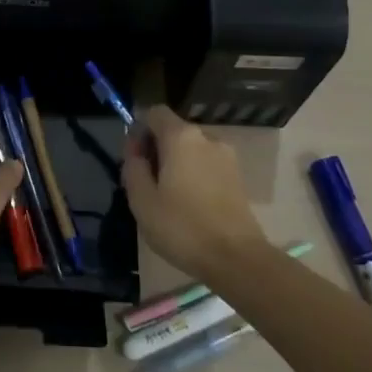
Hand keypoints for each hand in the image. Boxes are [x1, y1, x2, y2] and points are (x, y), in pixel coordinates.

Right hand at [122, 106, 269, 283]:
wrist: (237, 259)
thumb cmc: (182, 227)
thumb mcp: (142, 200)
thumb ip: (133, 167)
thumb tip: (136, 151)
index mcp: (181, 137)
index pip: (155, 112)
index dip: (139, 130)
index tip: (134, 159)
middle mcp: (207, 137)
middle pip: (173, 131)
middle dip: (157, 149)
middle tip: (146, 184)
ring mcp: (227, 157)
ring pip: (191, 149)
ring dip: (176, 164)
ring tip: (168, 198)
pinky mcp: (238, 177)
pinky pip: (207, 164)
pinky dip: (194, 175)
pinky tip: (190, 205)